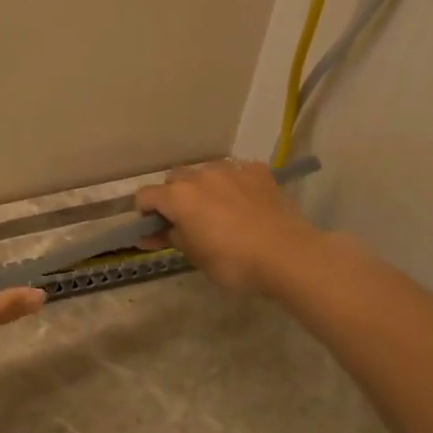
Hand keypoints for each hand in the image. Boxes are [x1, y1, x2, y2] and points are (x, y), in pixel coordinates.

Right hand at [135, 159, 322, 294]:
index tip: (154, 230)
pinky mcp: (258, 172)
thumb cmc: (233, 262)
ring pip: (205, 173)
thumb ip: (170, 238)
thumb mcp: (194, 256)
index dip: (144, 213)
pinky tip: (245, 204)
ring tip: (219, 212)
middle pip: (174, 179)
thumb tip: (152, 233)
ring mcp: (231, 169)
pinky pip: (236, 173)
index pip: (145, 195)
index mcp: (178, 196)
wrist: (288, 255)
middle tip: (187, 222)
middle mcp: (200, 175)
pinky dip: (234, 185)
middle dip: (174, 197)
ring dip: (203, 188)